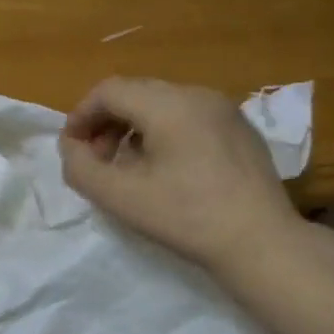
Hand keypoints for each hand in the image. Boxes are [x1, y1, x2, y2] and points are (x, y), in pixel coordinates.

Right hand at [58, 78, 301, 277]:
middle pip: (136, 93)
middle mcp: (197, 94)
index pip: (109, 90)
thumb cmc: (187, 218)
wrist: (262, 242)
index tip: (72, 150)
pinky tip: (167, 170)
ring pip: (163, 104)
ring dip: (134, 128)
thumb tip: (72, 148)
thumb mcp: (121, 198)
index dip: (81, 116)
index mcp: (168, 103)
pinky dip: (164, 133)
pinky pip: (189, 117)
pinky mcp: (240, 129)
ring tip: (128, 167)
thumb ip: (82, 169)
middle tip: (98, 161)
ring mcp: (224, 109)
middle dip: (106, 122)